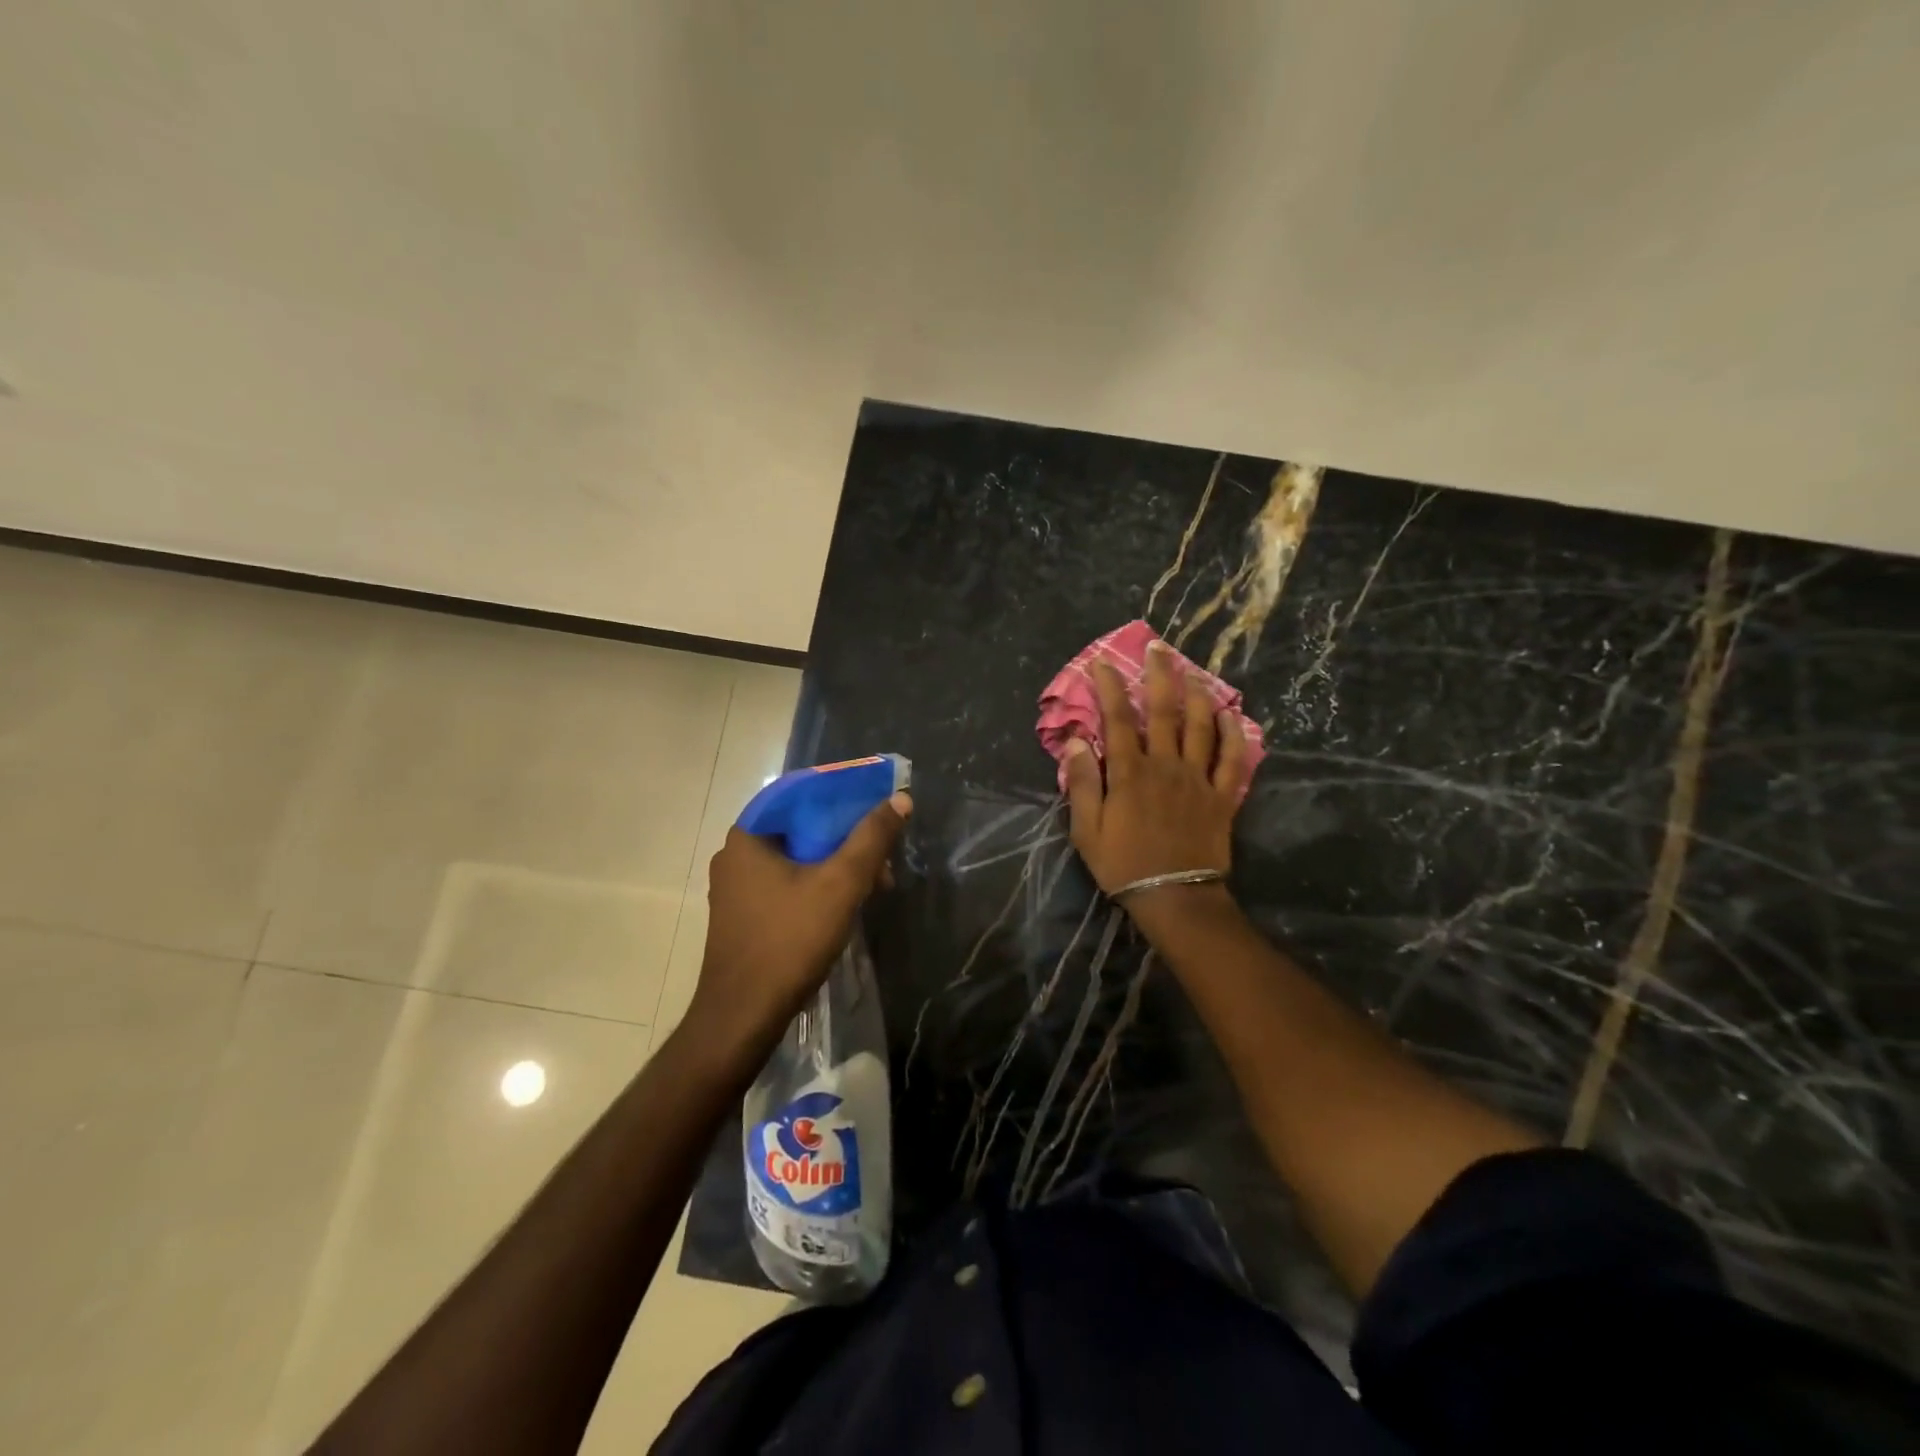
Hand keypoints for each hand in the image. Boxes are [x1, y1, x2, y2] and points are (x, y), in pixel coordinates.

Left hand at [686, 793, 910, 1059]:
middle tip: (882, 856)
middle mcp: (735, 854)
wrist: (743, 1016)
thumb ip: (872, 838)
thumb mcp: (841, 884)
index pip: (799, 793)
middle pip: (800, 828)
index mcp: (748, 836)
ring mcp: (735, 888)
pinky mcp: (742, 915)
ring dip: (836, 865)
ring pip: (796, 858)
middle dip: (846, 838)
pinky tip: (845, 906)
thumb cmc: (790, 941)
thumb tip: (901, 799)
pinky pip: (785, 883)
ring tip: (874, 886)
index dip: (841, 794)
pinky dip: (817, 885)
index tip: (875, 804)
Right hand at [1063, 643, 1248, 902]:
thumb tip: (1077, 741)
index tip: (1102, 662)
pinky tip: (1232, 715)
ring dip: (1198, 694)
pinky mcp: (1222, 796)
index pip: (1118, 719)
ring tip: (1194, 671)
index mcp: (1131, 772)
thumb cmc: (1124, 865)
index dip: (1110, 687)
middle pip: (1165, 711)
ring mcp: (1198, 779)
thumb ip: (1083, 783)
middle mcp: (1166, 766)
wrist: (1175, 897)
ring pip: (1201, 726)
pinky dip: (1234, 734)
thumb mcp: (1087, 830)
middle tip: (1159, 647)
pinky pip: (1232, 759)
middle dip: (1160, 675)